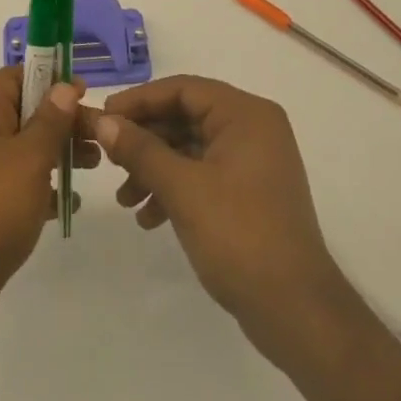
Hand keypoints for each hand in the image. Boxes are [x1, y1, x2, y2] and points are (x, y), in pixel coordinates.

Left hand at [0, 66, 93, 363]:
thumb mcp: (29, 158)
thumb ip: (51, 120)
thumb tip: (63, 86)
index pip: (15, 77)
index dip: (50, 79)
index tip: (85, 93)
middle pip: (24, 114)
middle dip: (62, 121)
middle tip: (100, 138)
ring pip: (23, 151)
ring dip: (57, 154)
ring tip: (94, 166)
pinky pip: (16, 187)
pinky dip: (42, 189)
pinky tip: (69, 205)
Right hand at [79, 75, 347, 360]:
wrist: (296, 311)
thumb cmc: (240, 235)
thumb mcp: (183, 189)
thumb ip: (141, 151)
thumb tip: (104, 122)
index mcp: (246, 114)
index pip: (184, 89)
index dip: (140, 100)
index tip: (104, 116)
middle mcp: (253, 129)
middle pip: (186, 117)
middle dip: (145, 140)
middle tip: (108, 159)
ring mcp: (253, 162)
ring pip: (191, 149)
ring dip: (155, 168)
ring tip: (124, 199)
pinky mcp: (249, 193)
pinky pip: (203, 174)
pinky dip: (174, 189)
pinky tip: (148, 218)